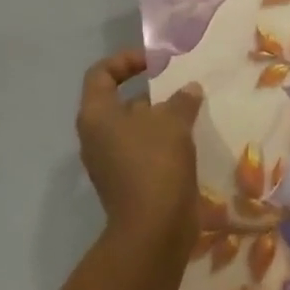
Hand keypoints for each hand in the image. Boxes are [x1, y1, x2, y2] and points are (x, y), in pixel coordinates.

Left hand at [75, 50, 204, 246]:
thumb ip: (181, 99)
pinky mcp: (128, 181)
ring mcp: (111, 161)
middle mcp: (97, 136)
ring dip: (162, 116)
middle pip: (121, 100)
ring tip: (193, 108)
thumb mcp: (173, 121)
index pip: (102, 73)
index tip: (157, 62)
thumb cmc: (155, 163)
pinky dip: (165, 140)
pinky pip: (145, 149)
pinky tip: (191, 137)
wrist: (154, 228)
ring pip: (136, 127)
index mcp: (97, 115)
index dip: (127, 60)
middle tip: (182, 84)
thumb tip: (189, 89)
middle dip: (153, 90)